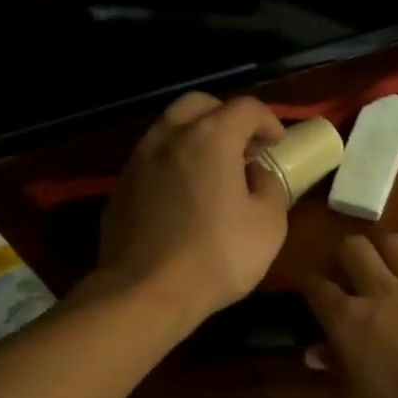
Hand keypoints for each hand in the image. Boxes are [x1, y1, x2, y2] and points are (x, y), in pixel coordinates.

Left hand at [98, 92, 289, 323]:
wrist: (145, 292)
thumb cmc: (217, 256)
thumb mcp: (268, 225)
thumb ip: (270, 187)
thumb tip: (255, 174)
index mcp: (210, 138)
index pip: (246, 107)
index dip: (268, 120)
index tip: (277, 143)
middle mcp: (169, 137)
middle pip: (199, 104)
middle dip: (226, 116)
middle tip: (243, 147)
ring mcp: (138, 161)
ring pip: (169, 129)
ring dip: (195, 138)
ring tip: (212, 170)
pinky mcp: (120, 189)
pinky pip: (151, 161)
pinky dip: (172, 164)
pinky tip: (183, 196)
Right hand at [300, 233, 397, 397]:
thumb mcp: (360, 396)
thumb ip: (336, 366)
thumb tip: (314, 351)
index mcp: (349, 319)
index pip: (316, 287)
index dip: (306, 283)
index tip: (306, 287)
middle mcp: (380, 290)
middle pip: (353, 248)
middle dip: (342, 254)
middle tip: (346, 272)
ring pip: (394, 242)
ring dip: (382, 247)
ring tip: (382, 262)